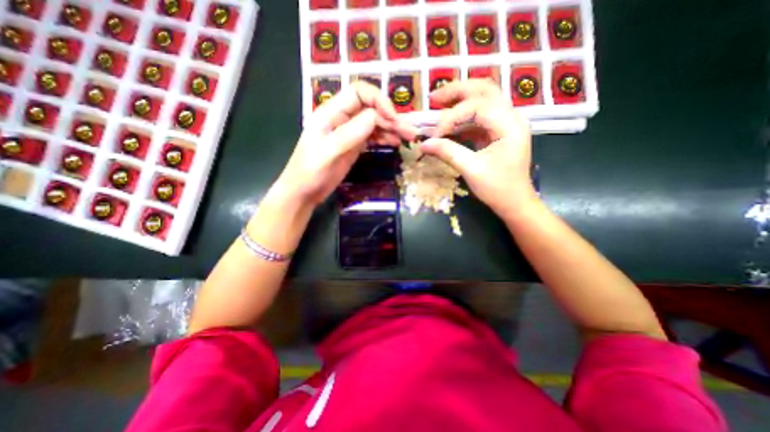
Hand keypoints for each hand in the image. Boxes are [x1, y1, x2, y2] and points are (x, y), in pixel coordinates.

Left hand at [274, 83, 417, 208]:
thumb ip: (350, 134)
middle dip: (391, 117)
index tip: (393, 118)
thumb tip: (375, 117)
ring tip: (407, 138)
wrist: (304, 192)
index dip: (378, 100)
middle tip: (409, 132)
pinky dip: (384, 137)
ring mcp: (349, 132)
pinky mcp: (353, 145)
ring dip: (391, 128)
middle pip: (370, 108)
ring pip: (374, 122)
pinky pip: (372, 136)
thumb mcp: (328, 153)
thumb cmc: (310, 172)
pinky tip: (394, 142)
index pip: (358, 92)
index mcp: (331, 113)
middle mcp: (341, 118)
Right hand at [418, 79, 536, 219]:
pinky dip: (461, 119)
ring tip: (437, 105)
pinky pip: (477, 118)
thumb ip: (448, 153)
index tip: (435, 135)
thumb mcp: (471, 170)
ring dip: (459, 101)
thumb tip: (423, 144)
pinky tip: (447, 125)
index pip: (477, 107)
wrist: (514, 203)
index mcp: (510, 125)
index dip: (452, 117)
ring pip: (481, 100)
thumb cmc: (498, 189)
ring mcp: (504, 124)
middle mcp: (510, 117)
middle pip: (484, 90)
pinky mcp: (496, 132)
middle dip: (457, 91)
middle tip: (433, 98)